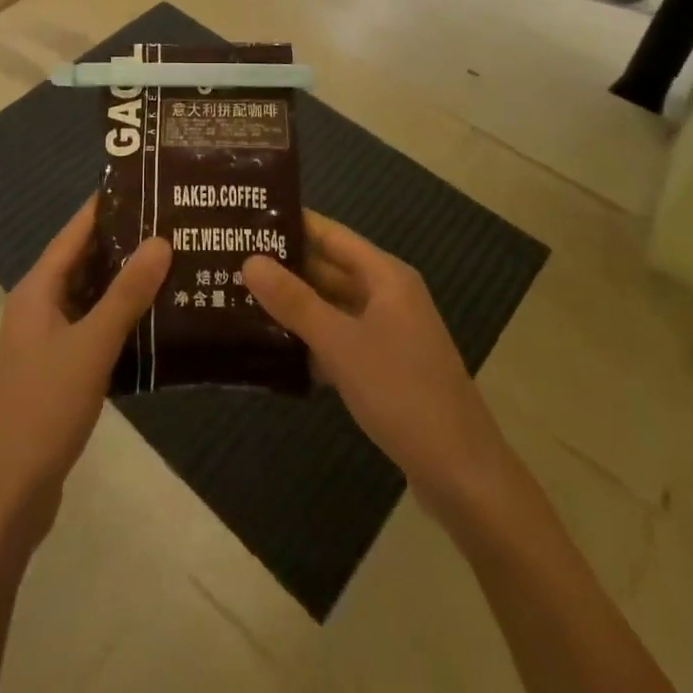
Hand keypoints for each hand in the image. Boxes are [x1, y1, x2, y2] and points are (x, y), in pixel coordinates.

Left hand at [0, 195, 170, 546]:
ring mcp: (47, 338)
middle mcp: (39, 305)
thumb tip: (161, 240)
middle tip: (174, 223)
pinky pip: (93, 325)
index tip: (147, 184)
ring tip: (174, 262)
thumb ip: (127, 294)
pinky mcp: (59, 367)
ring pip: (91, 295)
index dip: (107, 206)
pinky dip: (121, 316)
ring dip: (126, 281)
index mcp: (38, 289)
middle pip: (84, 260)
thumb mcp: (92, 345)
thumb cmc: (46, 406)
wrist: (9, 492)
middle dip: (125, 242)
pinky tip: (157, 318)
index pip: (75, 231)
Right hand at [243, 213, 508, 520]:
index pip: (330, 234)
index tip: (246, 217)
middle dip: (284, 266)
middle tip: (229, 259)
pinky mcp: (383, 368)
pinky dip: (309, 340)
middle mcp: (387, 295)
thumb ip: (294, 302)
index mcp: (385, 276)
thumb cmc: (403, 394)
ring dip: (293, 305)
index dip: (291, 223)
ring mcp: (387, 333)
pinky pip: (338, 339)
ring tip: (238, 298)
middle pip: (328, 269)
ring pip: (331, 307)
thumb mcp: (341, 344)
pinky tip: (271, 349)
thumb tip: (250, 260)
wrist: (463, 475)